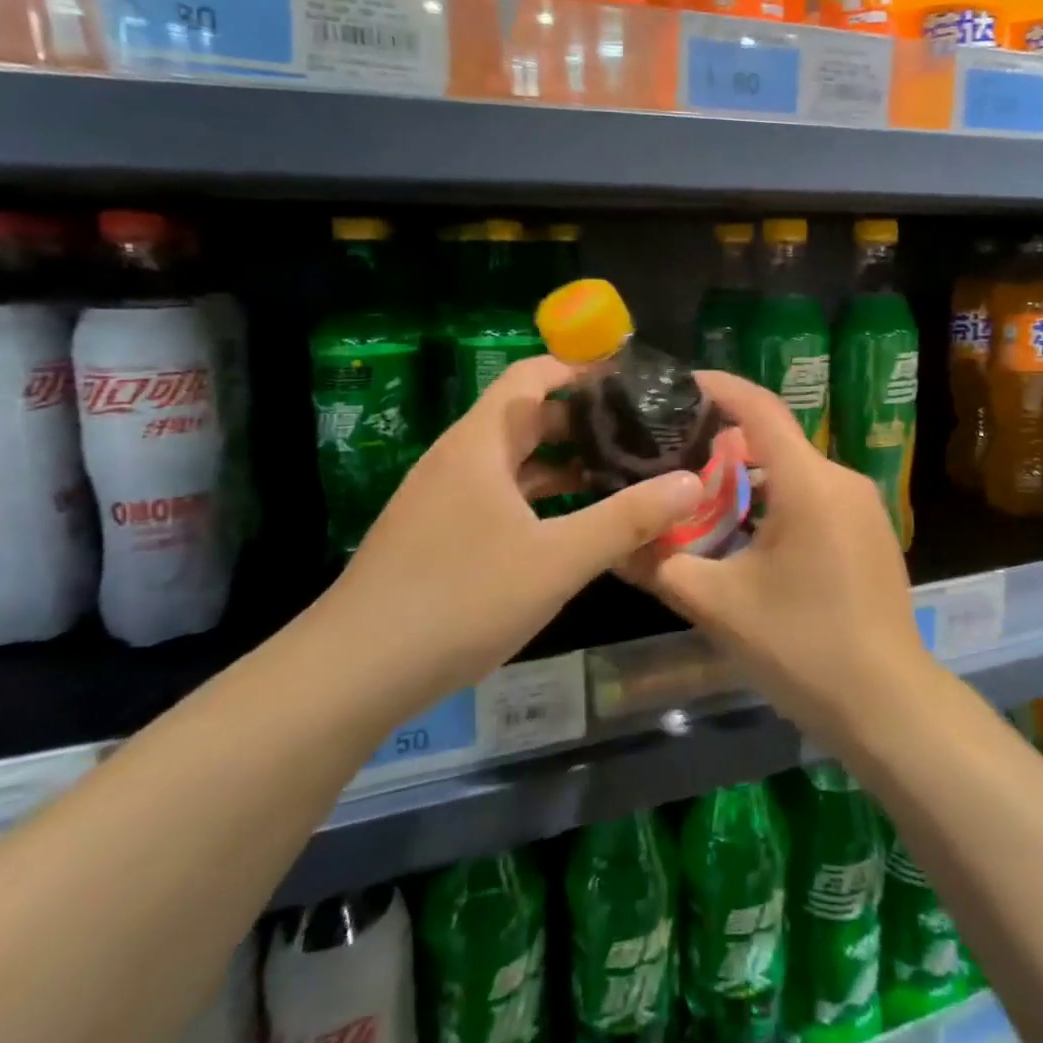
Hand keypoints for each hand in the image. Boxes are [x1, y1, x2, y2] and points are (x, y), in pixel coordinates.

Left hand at [320, 356, 704, 707]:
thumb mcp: (557, 560)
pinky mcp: (437, 535)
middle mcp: (459, 459)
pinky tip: (570, 527)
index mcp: (481, 443)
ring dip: (564, 463)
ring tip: (620, 475)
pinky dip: (539, 498)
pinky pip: (499, 497)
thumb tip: (691, 482)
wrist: (351, 674)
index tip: (633, 381)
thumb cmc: (459, 599)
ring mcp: (443, 499)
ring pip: (514, 462)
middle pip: (527, 417)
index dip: (580, 369)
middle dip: (584, 420)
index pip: (532, 375)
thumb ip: (627, 519)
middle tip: (642, 433)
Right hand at [627, 371, 935, 742]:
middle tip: (675, 460)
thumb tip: (613, 544)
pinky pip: (818, 496)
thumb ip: (661, 566)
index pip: (760, 409)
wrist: (887, 704)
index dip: (720, 387)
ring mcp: (865, 506)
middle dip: (724, 444)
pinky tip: (753, 536)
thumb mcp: (718, 606)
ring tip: (706, 502)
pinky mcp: (873, 531)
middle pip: (776, 441)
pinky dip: (781, 499)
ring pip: (797, 472)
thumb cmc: (801, 647)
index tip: (680, 383)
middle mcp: (842, 479)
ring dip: (752, 478)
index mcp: (808, 483)